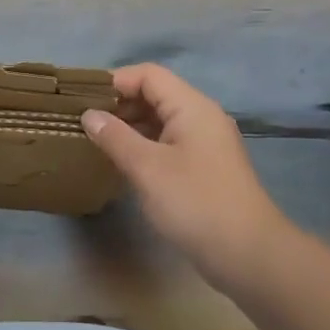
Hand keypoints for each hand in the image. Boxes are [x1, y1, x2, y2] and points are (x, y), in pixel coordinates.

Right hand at [82, 64, 294, 293]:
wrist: (248, 254)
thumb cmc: (195, 202)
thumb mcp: (147, 168)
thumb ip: (115, 137)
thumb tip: (89, 115)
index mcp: (192, 107)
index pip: (149, 75)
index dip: (115, 81)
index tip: (82, 98)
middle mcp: (202, 117)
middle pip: (156, 94)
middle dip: (119, 103)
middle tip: (83, 121)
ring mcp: (206, 144)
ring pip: (162, 121)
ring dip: (130, 126)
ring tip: (95, 140)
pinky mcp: (205, 168)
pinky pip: (169, 143)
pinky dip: (144, 145)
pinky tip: (122, 162)